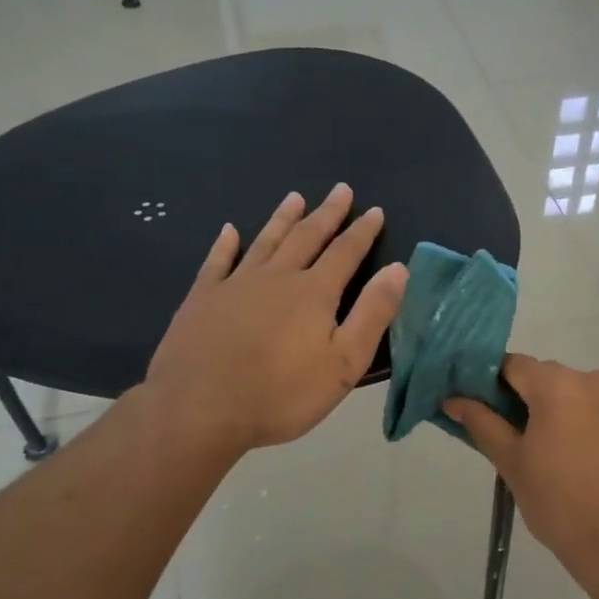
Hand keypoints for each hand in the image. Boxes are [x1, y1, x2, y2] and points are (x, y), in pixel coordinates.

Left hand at [143, 185, 408, 459]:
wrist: (201, 408)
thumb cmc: (282, 393)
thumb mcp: (344, 362)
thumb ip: (373, 313)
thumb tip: (398, 269)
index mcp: (314, 292)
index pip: (345, 253)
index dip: (362, 231)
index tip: (374, 210)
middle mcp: (277, 277)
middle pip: (307, 237)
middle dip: (327, 213)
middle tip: (340, 189)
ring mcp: (236, 284)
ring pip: (265, 241)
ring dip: (283, 219)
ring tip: (295, 198)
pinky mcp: (203, 299)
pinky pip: (217, 261)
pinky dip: (225, 244)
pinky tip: (229, 231)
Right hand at [445, 354, 598, 595]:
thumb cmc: (561, 504)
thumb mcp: (512, 463)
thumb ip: (483, 424)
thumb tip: (454, 400)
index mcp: (559, 385)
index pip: (514, 365)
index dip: (492, 384)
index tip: (482, 411)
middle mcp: (597, 380)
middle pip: (549, 378)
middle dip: (528, 401)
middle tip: (515, 441)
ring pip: (579, 396)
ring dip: (561, 414)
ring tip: (554, 458)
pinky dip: (590, 428)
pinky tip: (586, 466)